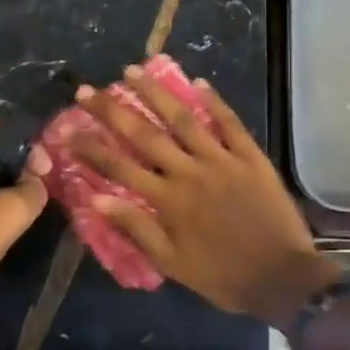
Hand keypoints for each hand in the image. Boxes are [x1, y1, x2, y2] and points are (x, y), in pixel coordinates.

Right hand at [71, 67, 334, 325]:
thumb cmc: (223, 276)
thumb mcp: (172, 263)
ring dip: (157, 94)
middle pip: (145, 134)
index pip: (120, 167)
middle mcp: (190, 172)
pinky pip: (230, 123)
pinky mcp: (251, 157)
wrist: (282, 279)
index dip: (91, 147)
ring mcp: (222, 160)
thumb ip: (136, 228)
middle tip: (88, 89)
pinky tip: (198, 83)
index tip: (67, 129)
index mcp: (168, 201)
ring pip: (184, 120)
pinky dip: (214, 102)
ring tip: (133, 71)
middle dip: (113, 110)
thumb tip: (97, 199)